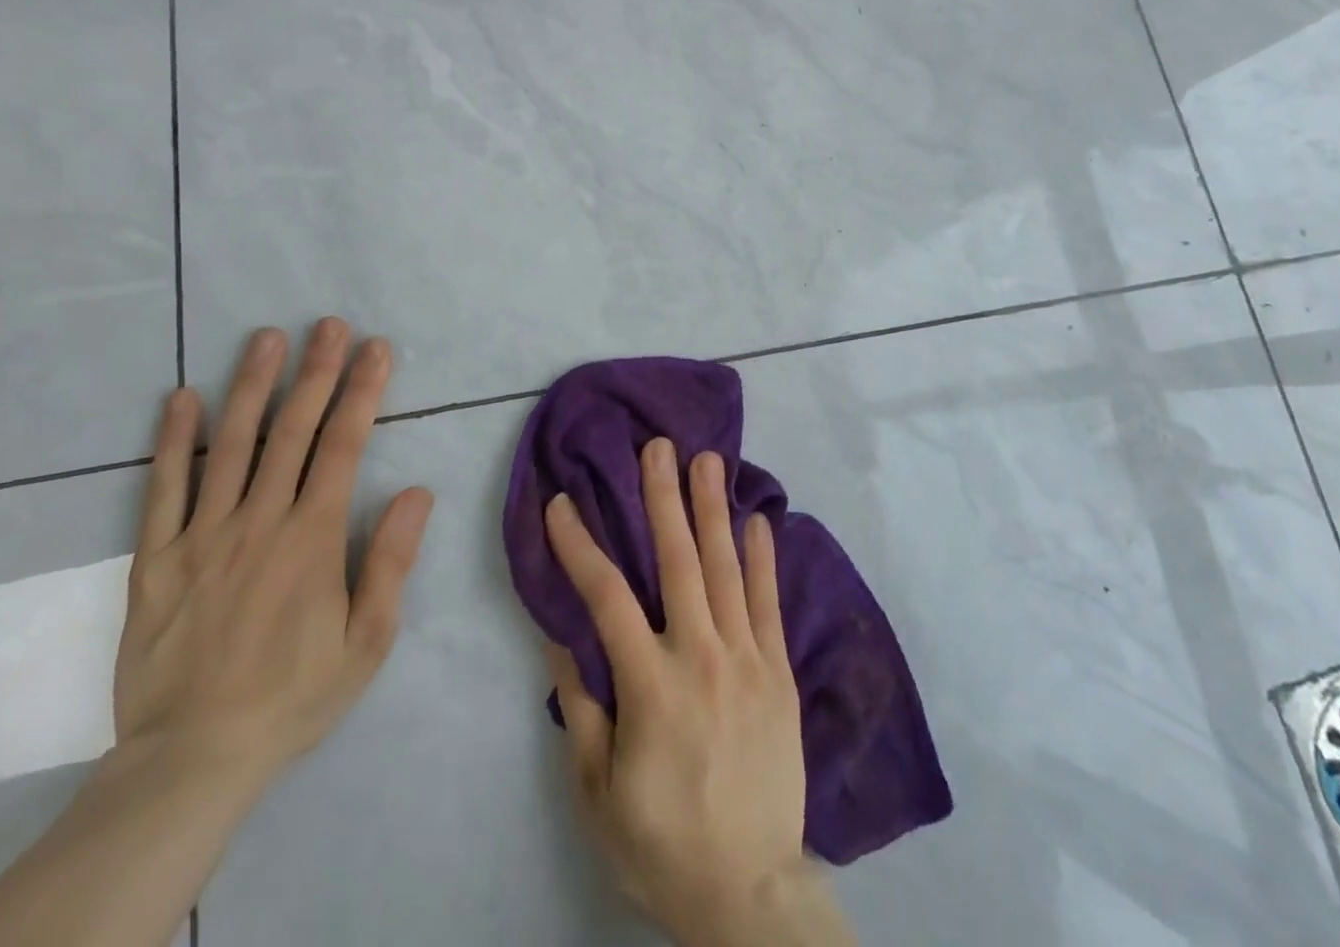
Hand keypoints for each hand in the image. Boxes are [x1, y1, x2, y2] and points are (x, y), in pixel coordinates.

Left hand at [116, 318, 434, 784]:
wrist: (192, 759)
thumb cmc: (294, 695)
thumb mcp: (367, 640)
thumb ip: (391, 561)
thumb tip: (418, 491)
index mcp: (312, 537)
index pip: (344, 446)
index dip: (363, 391)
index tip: (376, 349)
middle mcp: (259, 521)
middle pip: (292, 431)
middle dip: (316, 372)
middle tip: (329, 324)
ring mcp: (203, 536)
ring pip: (230, 446)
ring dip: (251, 386)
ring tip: (265, 337)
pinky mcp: (156, 560)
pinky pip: (162, 490)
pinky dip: (172, 441)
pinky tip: (181, 398)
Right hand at [544, 439, 854, 946]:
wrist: (750, 893)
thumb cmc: (662, 844)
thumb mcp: (598, 795)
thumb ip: (582, 711)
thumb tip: (559, 640)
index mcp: (651, 686)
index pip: (607, 597)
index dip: (580, 545)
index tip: (561, 503)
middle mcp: (702, 657)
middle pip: (679, 561)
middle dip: (663, 498)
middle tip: (657, 446)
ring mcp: (748, 660)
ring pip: (727, 569)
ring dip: (714, 509)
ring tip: (708, 459)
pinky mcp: (780, 673)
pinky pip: (770, 604)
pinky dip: (764, 558)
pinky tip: (759, 520)